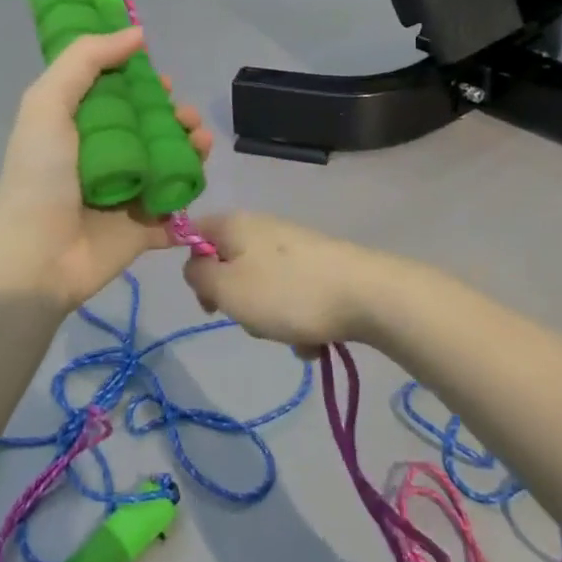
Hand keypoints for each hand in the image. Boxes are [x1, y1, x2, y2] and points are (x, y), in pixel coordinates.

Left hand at [0, 28, 215, 310]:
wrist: (36, 256)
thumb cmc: (40, 174)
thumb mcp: (48, 102)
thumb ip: (86, 59)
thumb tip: (137, 34)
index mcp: (78, 127)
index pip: (117, 96)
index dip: (142, 84)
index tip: (161, 80)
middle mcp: (104, 157)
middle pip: (150, 128)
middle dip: (175, 116)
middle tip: (186, 117)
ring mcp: (126, 193)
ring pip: (170, 163)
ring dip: (191, 147)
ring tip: (200, 142)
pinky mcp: (143, 228)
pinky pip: (176, 206)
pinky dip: (190, 192)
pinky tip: (197, 179)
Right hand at [182, 212, 400, 355]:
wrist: (368, 295)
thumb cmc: (286, 293)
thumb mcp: (226, 289)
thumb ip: (198, 276)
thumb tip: (197, 266)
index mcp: (235, 224)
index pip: (194, 232)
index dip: (193, 267)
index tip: (208, 299)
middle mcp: (262, 227)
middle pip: (230, 265)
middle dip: (237, 301)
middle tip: (250, 318)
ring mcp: (293, 246)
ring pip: (262, 287)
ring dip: (269, 318)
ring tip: (290, 334)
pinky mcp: (319, 266)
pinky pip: (292, 297)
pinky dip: (297, 320)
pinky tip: (314, 338)